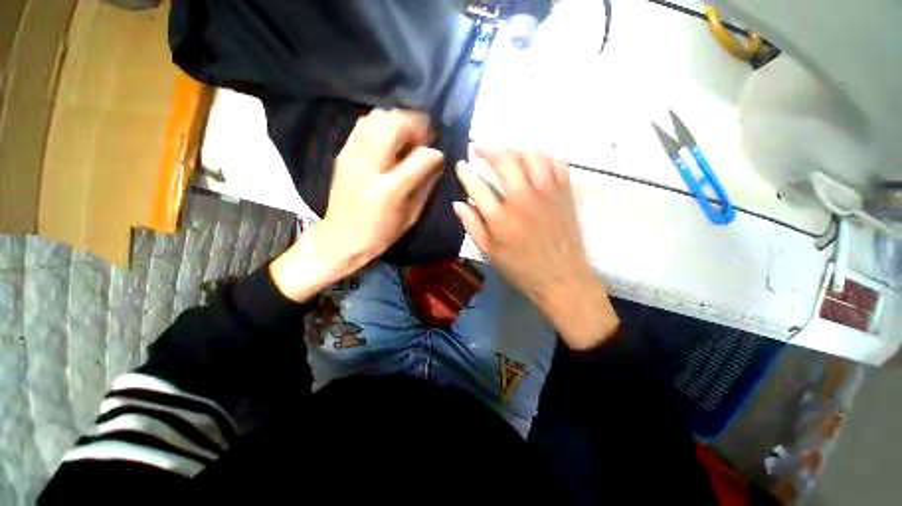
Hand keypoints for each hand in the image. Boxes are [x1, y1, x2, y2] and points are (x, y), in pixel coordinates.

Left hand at [271, 110, 443, 301]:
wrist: (341, 238)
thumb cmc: (381, 233)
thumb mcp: (411, 216)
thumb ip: (426, 187)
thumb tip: (438, 163)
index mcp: (390, 190)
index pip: (421, 158)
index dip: (435, 154)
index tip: (439, 157)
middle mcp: (369, 167)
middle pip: (396, 127)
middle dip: (417, 125)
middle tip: (426, 134)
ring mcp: (352, 157)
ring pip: (377, 119)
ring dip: (399, 119)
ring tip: (409, 132)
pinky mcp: (343, 154)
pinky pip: (363, 124)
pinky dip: (381, 122)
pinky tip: (389, 134)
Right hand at [454, 147, 618, 348]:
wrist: (561, 278)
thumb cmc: (521, 268)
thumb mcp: (489, 252)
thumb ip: (472, 226)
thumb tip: (457, 203)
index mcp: (500, 217)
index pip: (476, 185)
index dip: (465, 172)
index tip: (460, 165)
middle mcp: (523, 198)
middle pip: (504, 160)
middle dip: (488, 148)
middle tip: (479, 148)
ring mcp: (547, 192)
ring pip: (531, 154)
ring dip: (514, 148)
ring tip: (505, 152)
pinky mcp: (564, 193)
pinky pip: (556, 162)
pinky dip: (543, 156)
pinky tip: (534, 160)